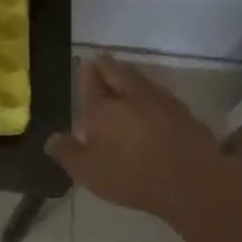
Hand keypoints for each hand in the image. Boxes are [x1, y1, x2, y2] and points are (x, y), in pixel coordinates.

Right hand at [45, 56, 227, 222]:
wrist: (191, 180)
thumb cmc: (132, 176)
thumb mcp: (88, 172)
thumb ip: (67, 153)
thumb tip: (50, 139)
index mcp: (102, 109)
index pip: (91, 82)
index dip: (86, 72)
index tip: (85, 64)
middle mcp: (130, 96)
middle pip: (116, 71)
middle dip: (106, 65)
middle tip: (101, 60)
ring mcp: (159, 100)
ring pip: (139, 78)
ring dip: (128, 73)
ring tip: (122, 73)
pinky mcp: (182, 111)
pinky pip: (159, 91)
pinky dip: (149, 89)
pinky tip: (150, 96)